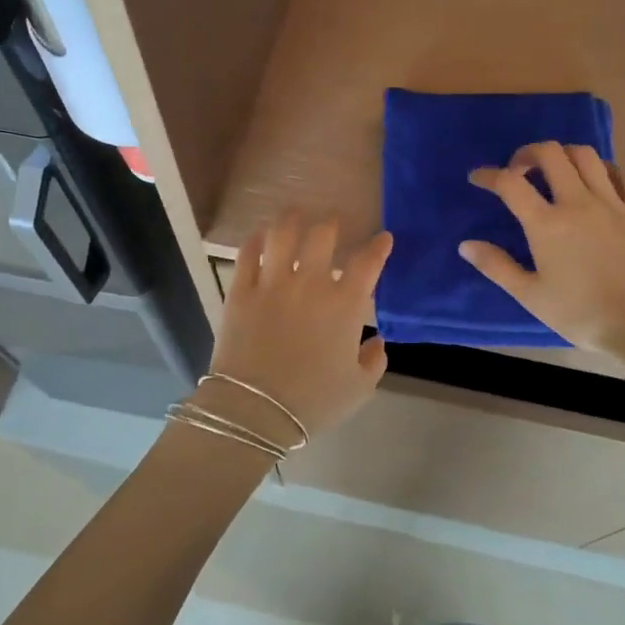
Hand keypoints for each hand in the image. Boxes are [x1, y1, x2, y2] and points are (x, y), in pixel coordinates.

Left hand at [207, 214, 392, 436]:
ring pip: (282, 234)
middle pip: (323, 236)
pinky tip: (258, 238)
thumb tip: (376, 342)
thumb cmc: (314, 401)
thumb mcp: (359, 388)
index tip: (383, 237)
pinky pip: (247, 254)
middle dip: (332, 225)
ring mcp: (273, 283)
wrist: (255, 410)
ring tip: (295, 214)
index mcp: (346, 304)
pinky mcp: (241, 291)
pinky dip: (254, 241)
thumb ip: (374, 361)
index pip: (368, 262)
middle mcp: (311, 283)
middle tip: (332, 223)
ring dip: (291, 220)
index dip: (379, 246)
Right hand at [460, 141, 624, 358]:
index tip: (478, 177)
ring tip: (556, 171)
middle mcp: (578, 202)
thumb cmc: (582, 313)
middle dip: (527, 153)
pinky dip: (606, 171)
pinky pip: (623, 175)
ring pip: (587, 156)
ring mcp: (613, 203)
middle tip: (519, 170)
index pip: (510, 184)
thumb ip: (497, 267)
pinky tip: (600, 183)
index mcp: (547, 224)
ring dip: (565, 155)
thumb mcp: (531, 296)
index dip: (489, 175)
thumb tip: (466, 245)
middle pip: (550, 154)